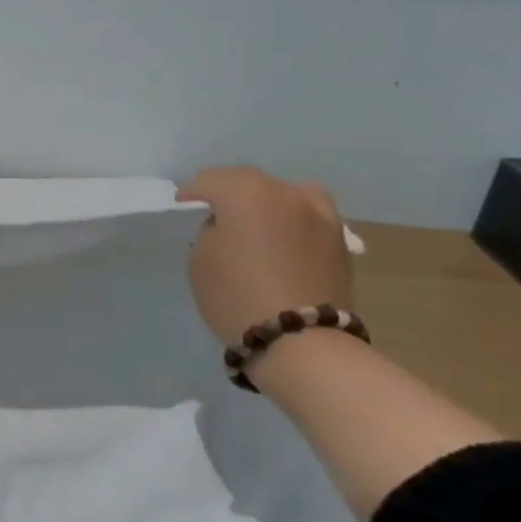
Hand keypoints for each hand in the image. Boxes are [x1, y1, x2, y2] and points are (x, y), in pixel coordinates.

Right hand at [176, 167, 352, 345]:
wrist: (301, 340)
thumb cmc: (237, 296)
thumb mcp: (200, 260)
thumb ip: (211, 231)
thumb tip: (228, 226)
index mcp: (245, 193)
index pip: (211, 180)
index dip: (192, 191)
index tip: (182, 203)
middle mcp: (285, 192)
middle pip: (249, 181)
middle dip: (228, 190)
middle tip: (213, 207)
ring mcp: (318, 212)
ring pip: (283, 192)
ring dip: (264, 199)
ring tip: (254, 218)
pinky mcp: (338, 237)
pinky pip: (307, 214)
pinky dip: (291, 216)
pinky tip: (283, 233)